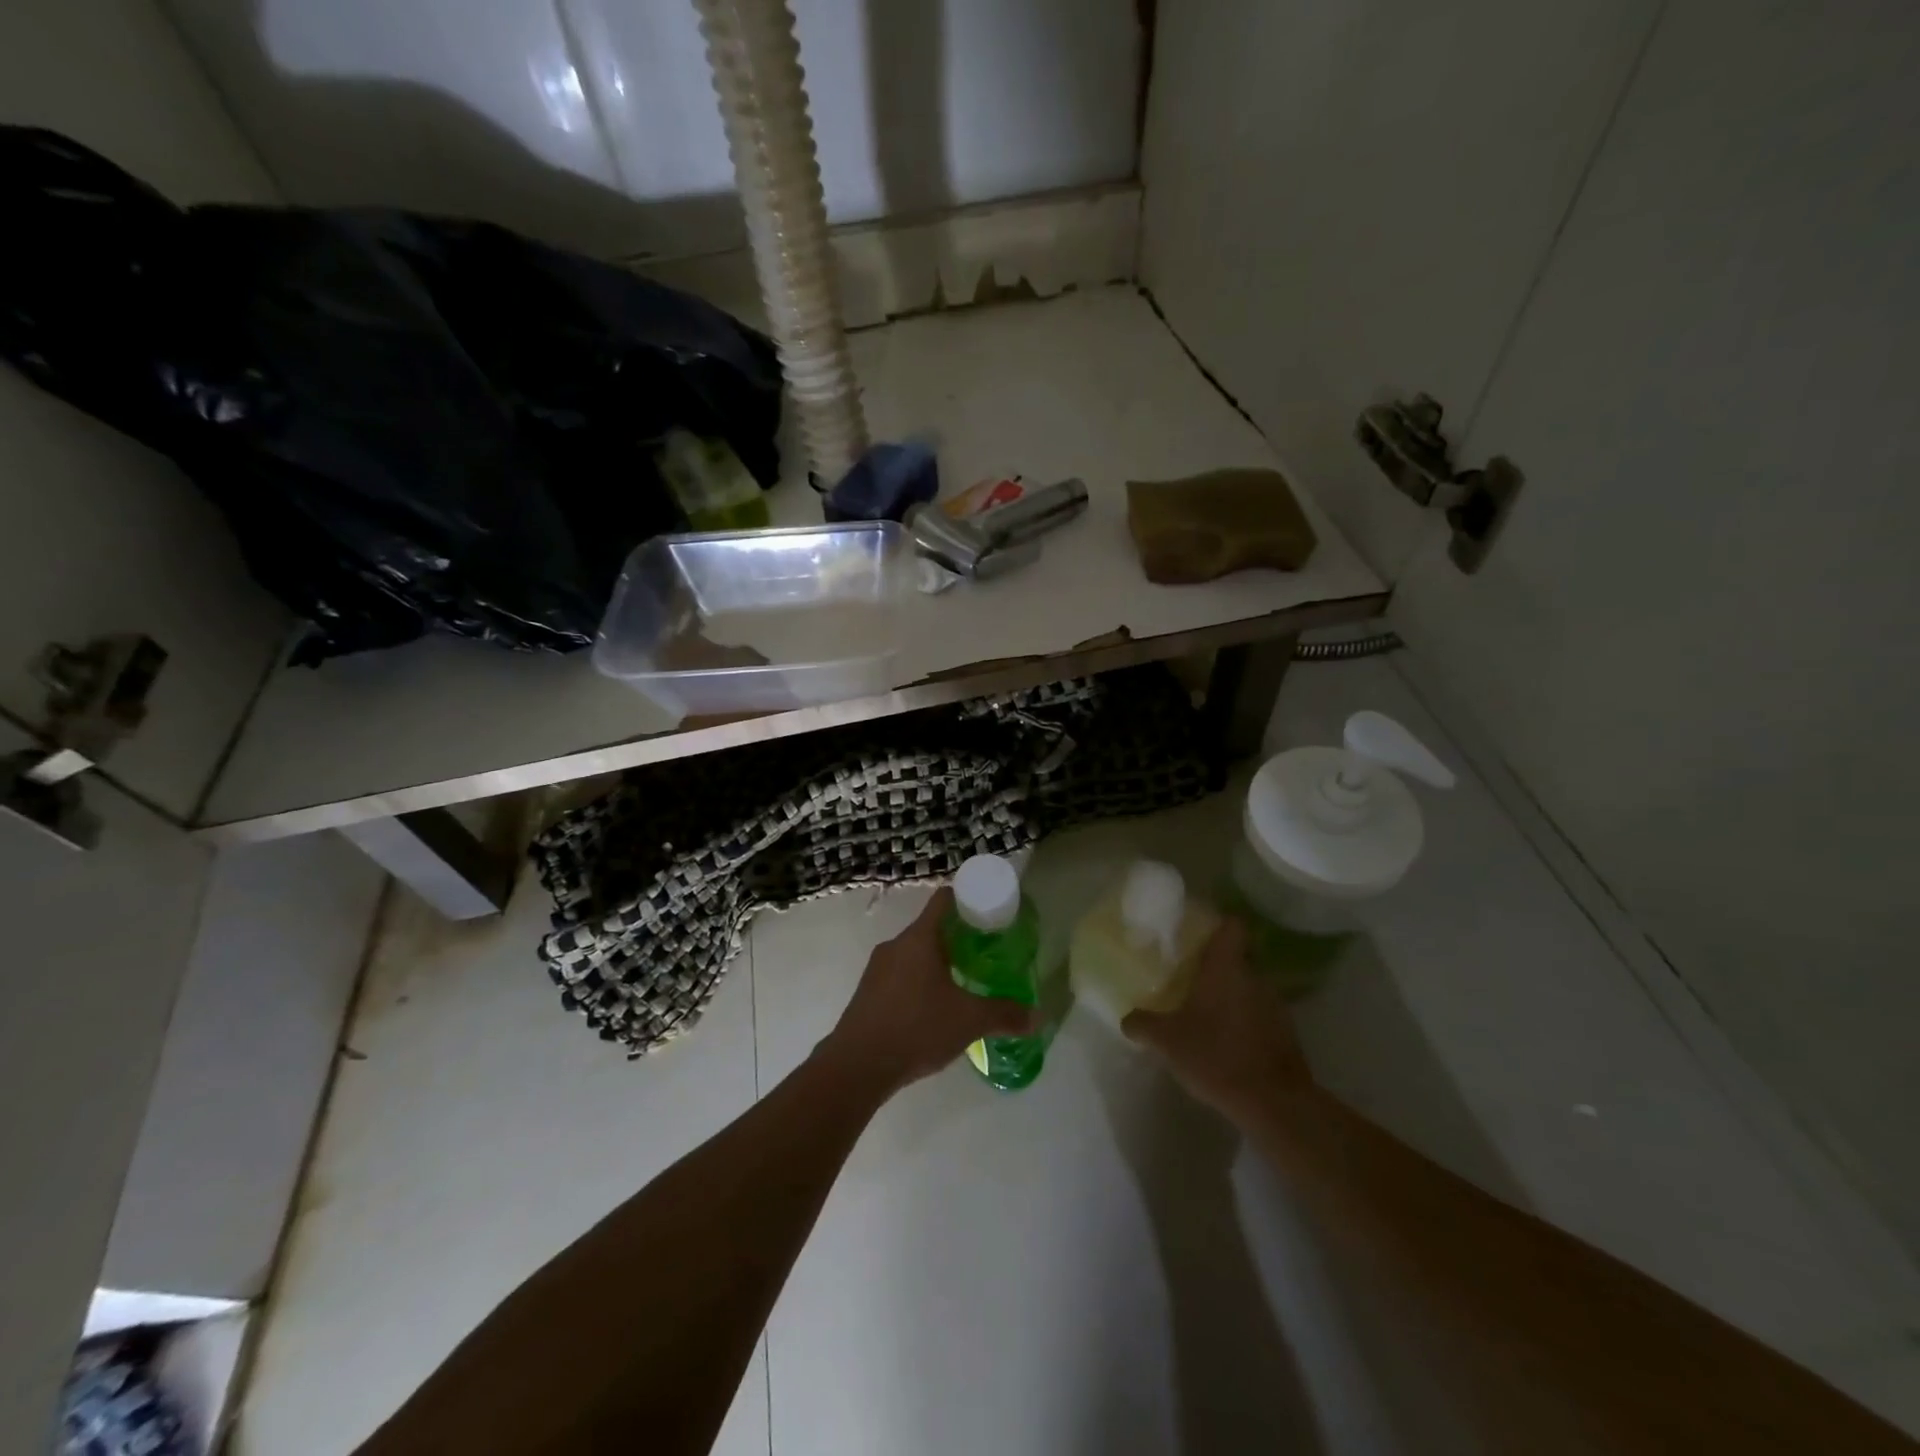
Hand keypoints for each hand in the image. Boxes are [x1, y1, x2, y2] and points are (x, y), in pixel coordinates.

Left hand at [820, 887, 1037, 1096]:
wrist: (856, 1066)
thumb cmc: (916, 1028)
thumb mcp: (969, 1021)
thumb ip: (1004, 1015)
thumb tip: (1038, 1017)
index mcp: (919, 938)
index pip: (944, 900)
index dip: (967, 899)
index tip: (989, 912)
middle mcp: (895, 945)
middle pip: (930, 928)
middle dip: (957, 938)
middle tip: (984, 954)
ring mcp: (877, 969)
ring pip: (914, 954)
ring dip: (937, 963)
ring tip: (962, 984)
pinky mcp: (867, 993)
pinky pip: (899, 976)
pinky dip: (918, 983)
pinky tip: (932, 1010)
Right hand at [1122, 918, 1312, 1122]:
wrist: (1275, 1103)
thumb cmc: (1217, 1056)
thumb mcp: (1167, 1041)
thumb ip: (1143, 1024)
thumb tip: (1127, 1017)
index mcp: (1227, 967)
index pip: (1232, 925)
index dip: (1217, 923)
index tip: (1197, 932)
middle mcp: (1255, 977)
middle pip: (1237, 957)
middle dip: (1216, 966)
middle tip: (1189, 977)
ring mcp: (1276, 1005)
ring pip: (1249, 987)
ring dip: (1231, 996)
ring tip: (1206, 1013)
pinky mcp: (1287, 1034)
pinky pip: (1260, 1015)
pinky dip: (1244, 1021)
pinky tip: (1226, 1042)